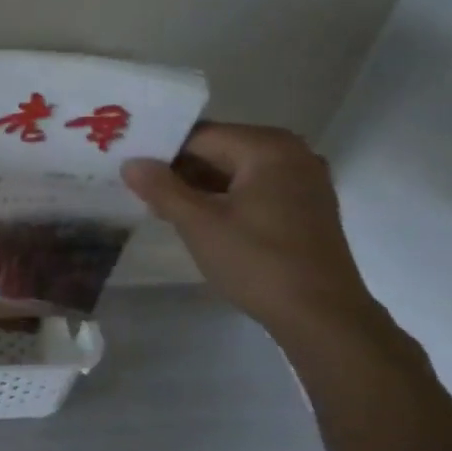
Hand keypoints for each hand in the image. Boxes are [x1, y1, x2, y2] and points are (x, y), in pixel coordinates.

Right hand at [121, 122, 381, 341]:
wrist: (321, 315)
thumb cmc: (257, 262)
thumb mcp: (199, 224)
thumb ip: (162, 189)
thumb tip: (131, 163)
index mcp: (268, 147)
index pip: (200, 136)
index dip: (161, 151)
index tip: (130, 171)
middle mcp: (292, 153)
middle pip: (220, 150)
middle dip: (180, 170)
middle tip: (139, 191)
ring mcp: (304, 180)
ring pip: (237, 172)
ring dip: (200, 187)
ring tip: (162, 208)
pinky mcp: (306, 207)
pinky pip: (255, 189)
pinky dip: (226, 199)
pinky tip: (199, 221)